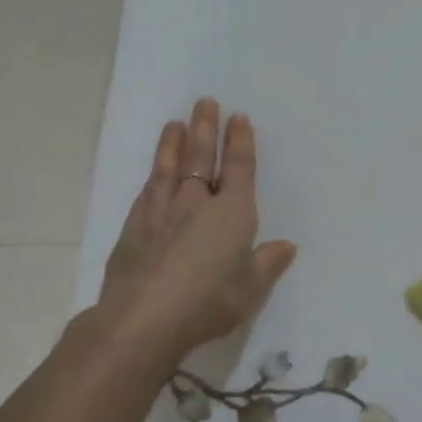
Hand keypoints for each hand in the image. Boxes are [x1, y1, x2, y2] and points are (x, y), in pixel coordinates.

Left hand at [93, 99, 296, 372]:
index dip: (240, 142)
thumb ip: (268, 264)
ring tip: (175, 123)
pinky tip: (153, 171)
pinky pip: (148, 190)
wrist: (143, 320)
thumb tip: (286, 246)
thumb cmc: (208, 303)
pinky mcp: (134, 227)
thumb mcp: (251, 289)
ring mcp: (162, 212)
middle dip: (205, 128)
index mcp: (233, 213)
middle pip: (202, 157)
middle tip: (204, 102)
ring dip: (174, 144)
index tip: (238, 118)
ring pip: (169, 168)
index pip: (239, 168)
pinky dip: (153, 174)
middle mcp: (197, 203)